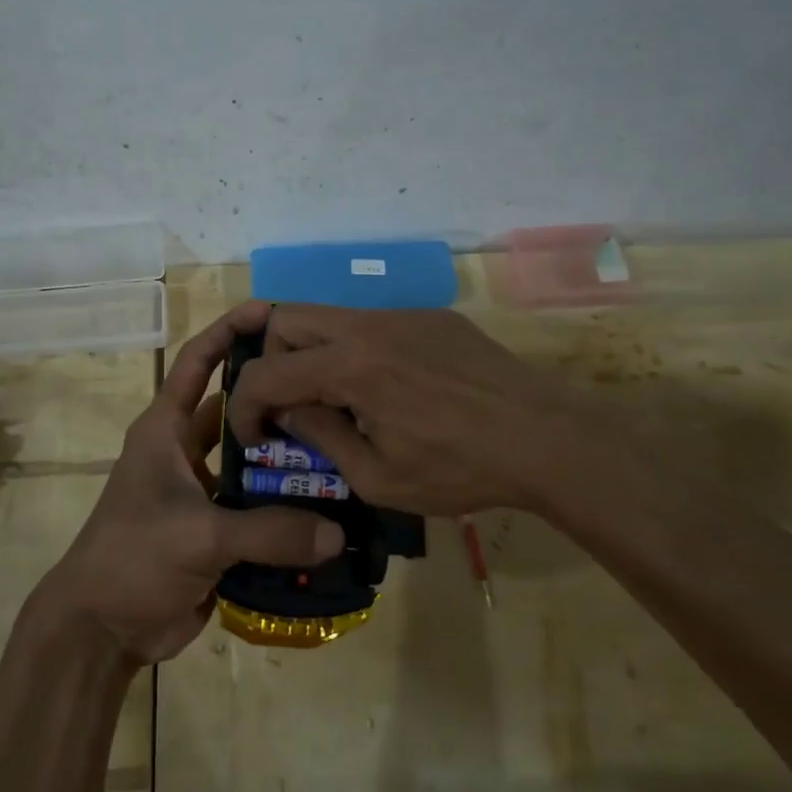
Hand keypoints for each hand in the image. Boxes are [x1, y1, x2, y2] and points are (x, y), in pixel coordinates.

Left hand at [40, 302, 345, 665]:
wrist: (102, 630)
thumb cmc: (133, 558)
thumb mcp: (198, 535)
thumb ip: (268, 531)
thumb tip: (338, 533)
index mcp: (165, 430)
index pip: (197, 363)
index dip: (228, 331)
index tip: (269, 310)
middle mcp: (185, 452)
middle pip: (238, 411)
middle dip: (276, 399)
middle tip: (330, 388)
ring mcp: (202, 492)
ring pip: (253, 463)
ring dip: (288, 460)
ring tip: (343, 450)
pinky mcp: (217, 531)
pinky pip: (259, 510)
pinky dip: (287, 510)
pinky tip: (331, 510)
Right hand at [225, 304, 618, 518]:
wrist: (546, 437)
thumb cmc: (459, 468)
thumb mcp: (378, 477)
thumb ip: (322, 438)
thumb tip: (290, 414)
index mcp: (348, 366)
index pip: (266, 372)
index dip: (245, 406)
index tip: (254, 436)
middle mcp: (367, 325)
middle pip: (285, 318)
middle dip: (271, 361)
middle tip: (291, 404)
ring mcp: (401, 314)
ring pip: (329, 316)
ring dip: (314, 353)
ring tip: (340, 399)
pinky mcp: (431, 317)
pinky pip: (373, 323)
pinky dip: (357, 351)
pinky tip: (393, 389)